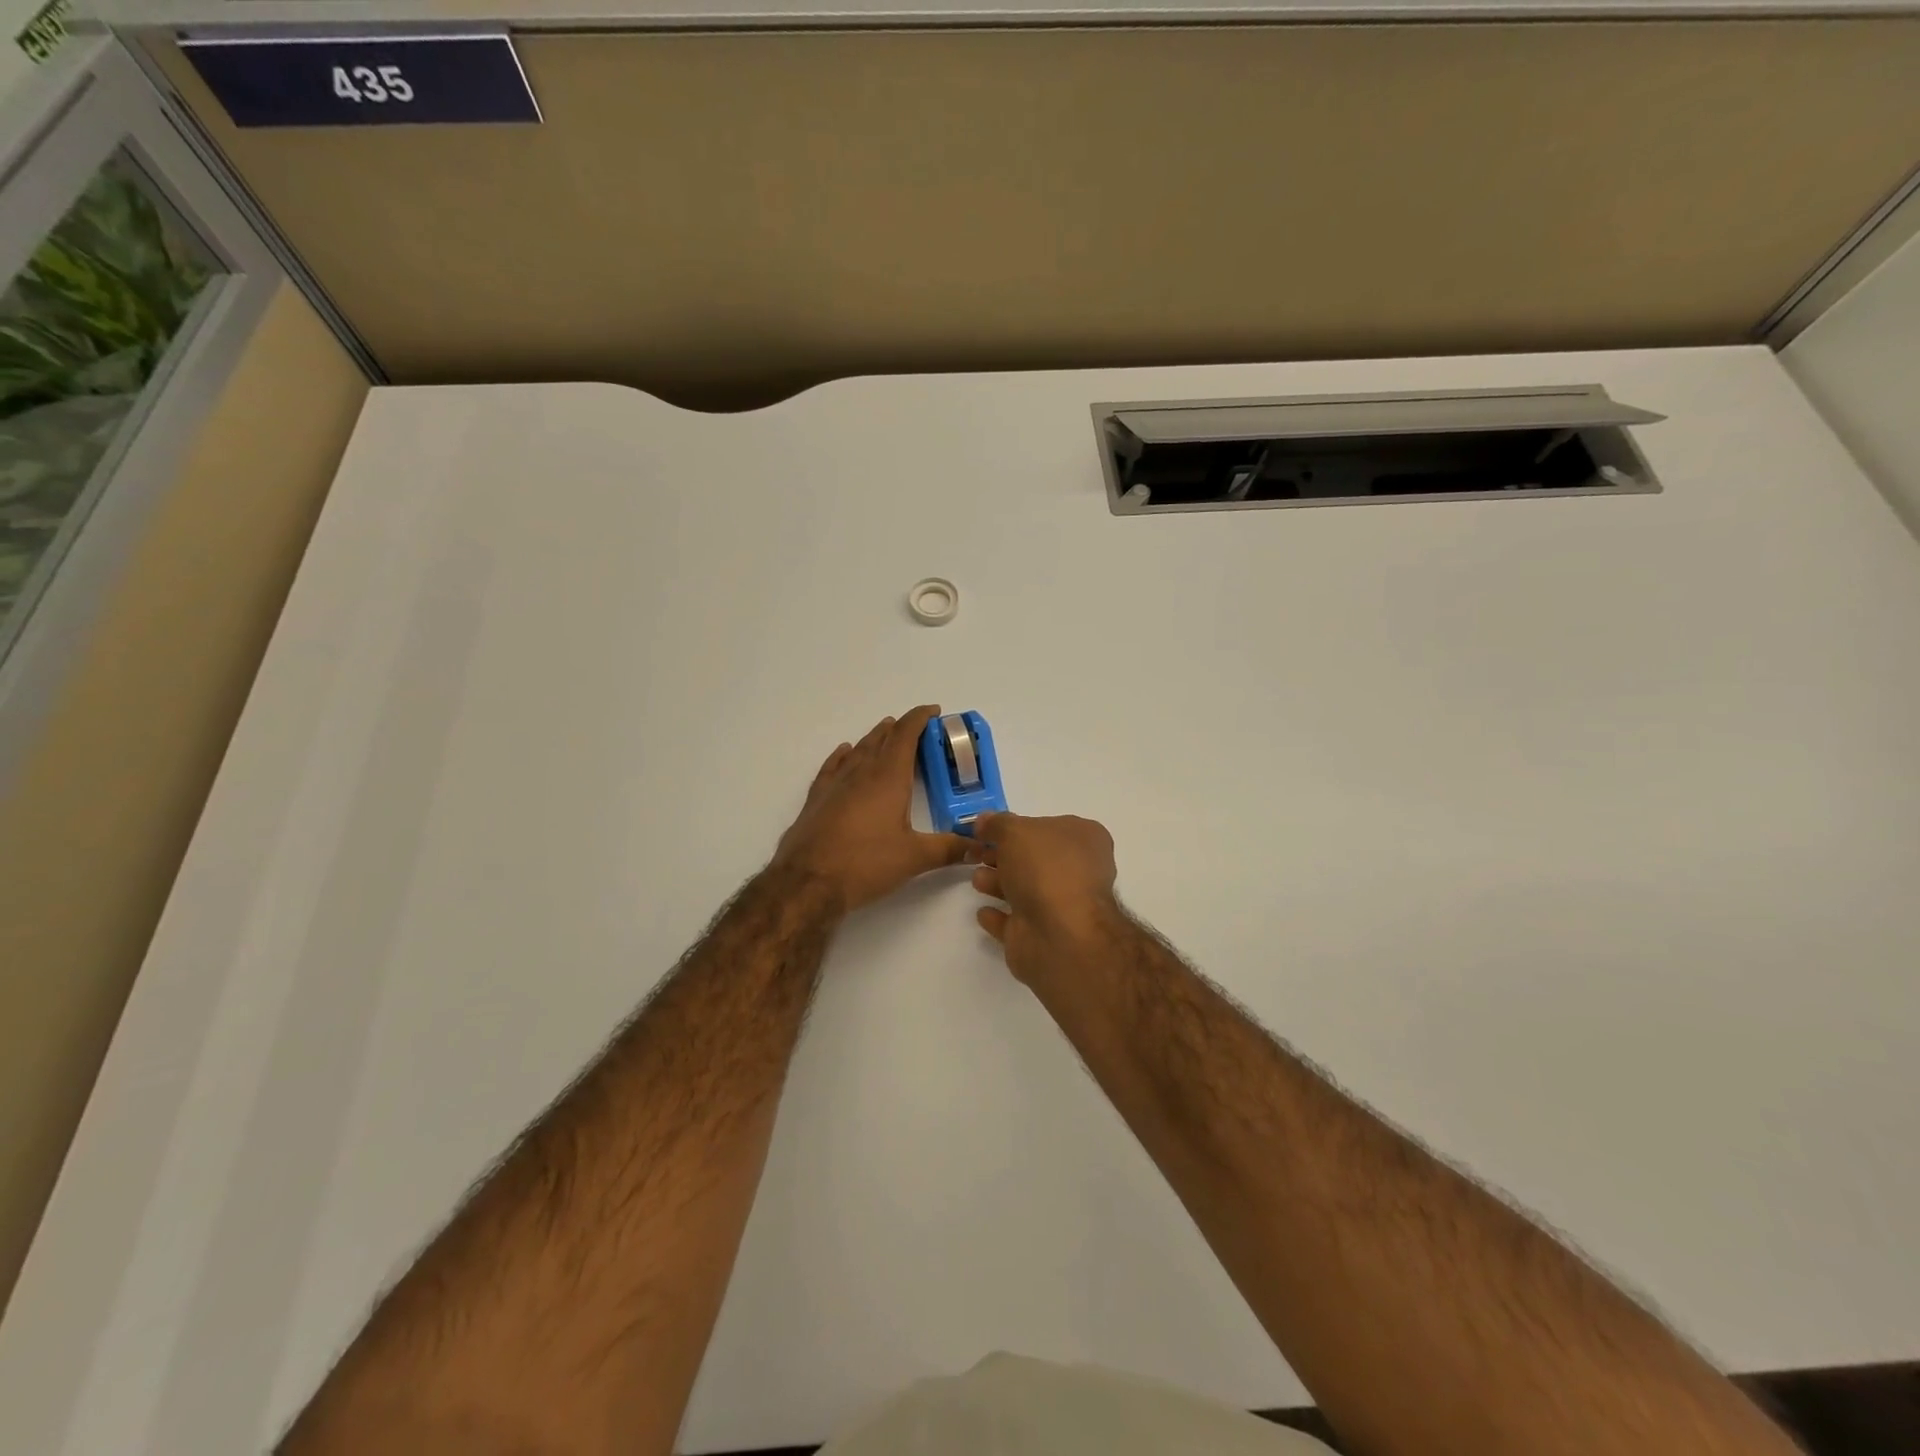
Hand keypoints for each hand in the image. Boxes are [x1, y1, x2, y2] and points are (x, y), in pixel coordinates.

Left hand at [774, 706, 971, 913]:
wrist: (807, 882)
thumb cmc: (865, 863)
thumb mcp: (914, 858)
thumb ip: (949, 849)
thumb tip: (979, 846)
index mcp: (888, 777)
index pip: (906, 735)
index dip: (920, 718)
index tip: (934, 711)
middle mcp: (861, 772)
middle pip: (882, 739)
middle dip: (901, 729)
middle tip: (917, 728)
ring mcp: (835, 784)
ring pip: (858, 750)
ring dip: (875, 738)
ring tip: (886, 732)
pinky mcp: (817, 799)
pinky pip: (833, 766)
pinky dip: (843, 755)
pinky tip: (845, 752)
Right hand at [970, 811, 1123, 984]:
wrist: (1059, 933)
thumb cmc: (1044, 868)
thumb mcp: (1015, 831)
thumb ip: (997, 824)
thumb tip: (984, 821)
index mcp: (1083, 839)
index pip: (1048, 826)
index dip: (1017, 826)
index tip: (987, 829)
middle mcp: (1078, 871)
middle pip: (1034, 859)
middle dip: (1004, 856)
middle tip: (977, 853)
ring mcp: (1061, 906)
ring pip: (1025, 889)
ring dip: (999, 883)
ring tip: (977, 880)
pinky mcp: (1042, 935)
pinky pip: (1016, 921)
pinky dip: (999, 916)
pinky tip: (983, 912)